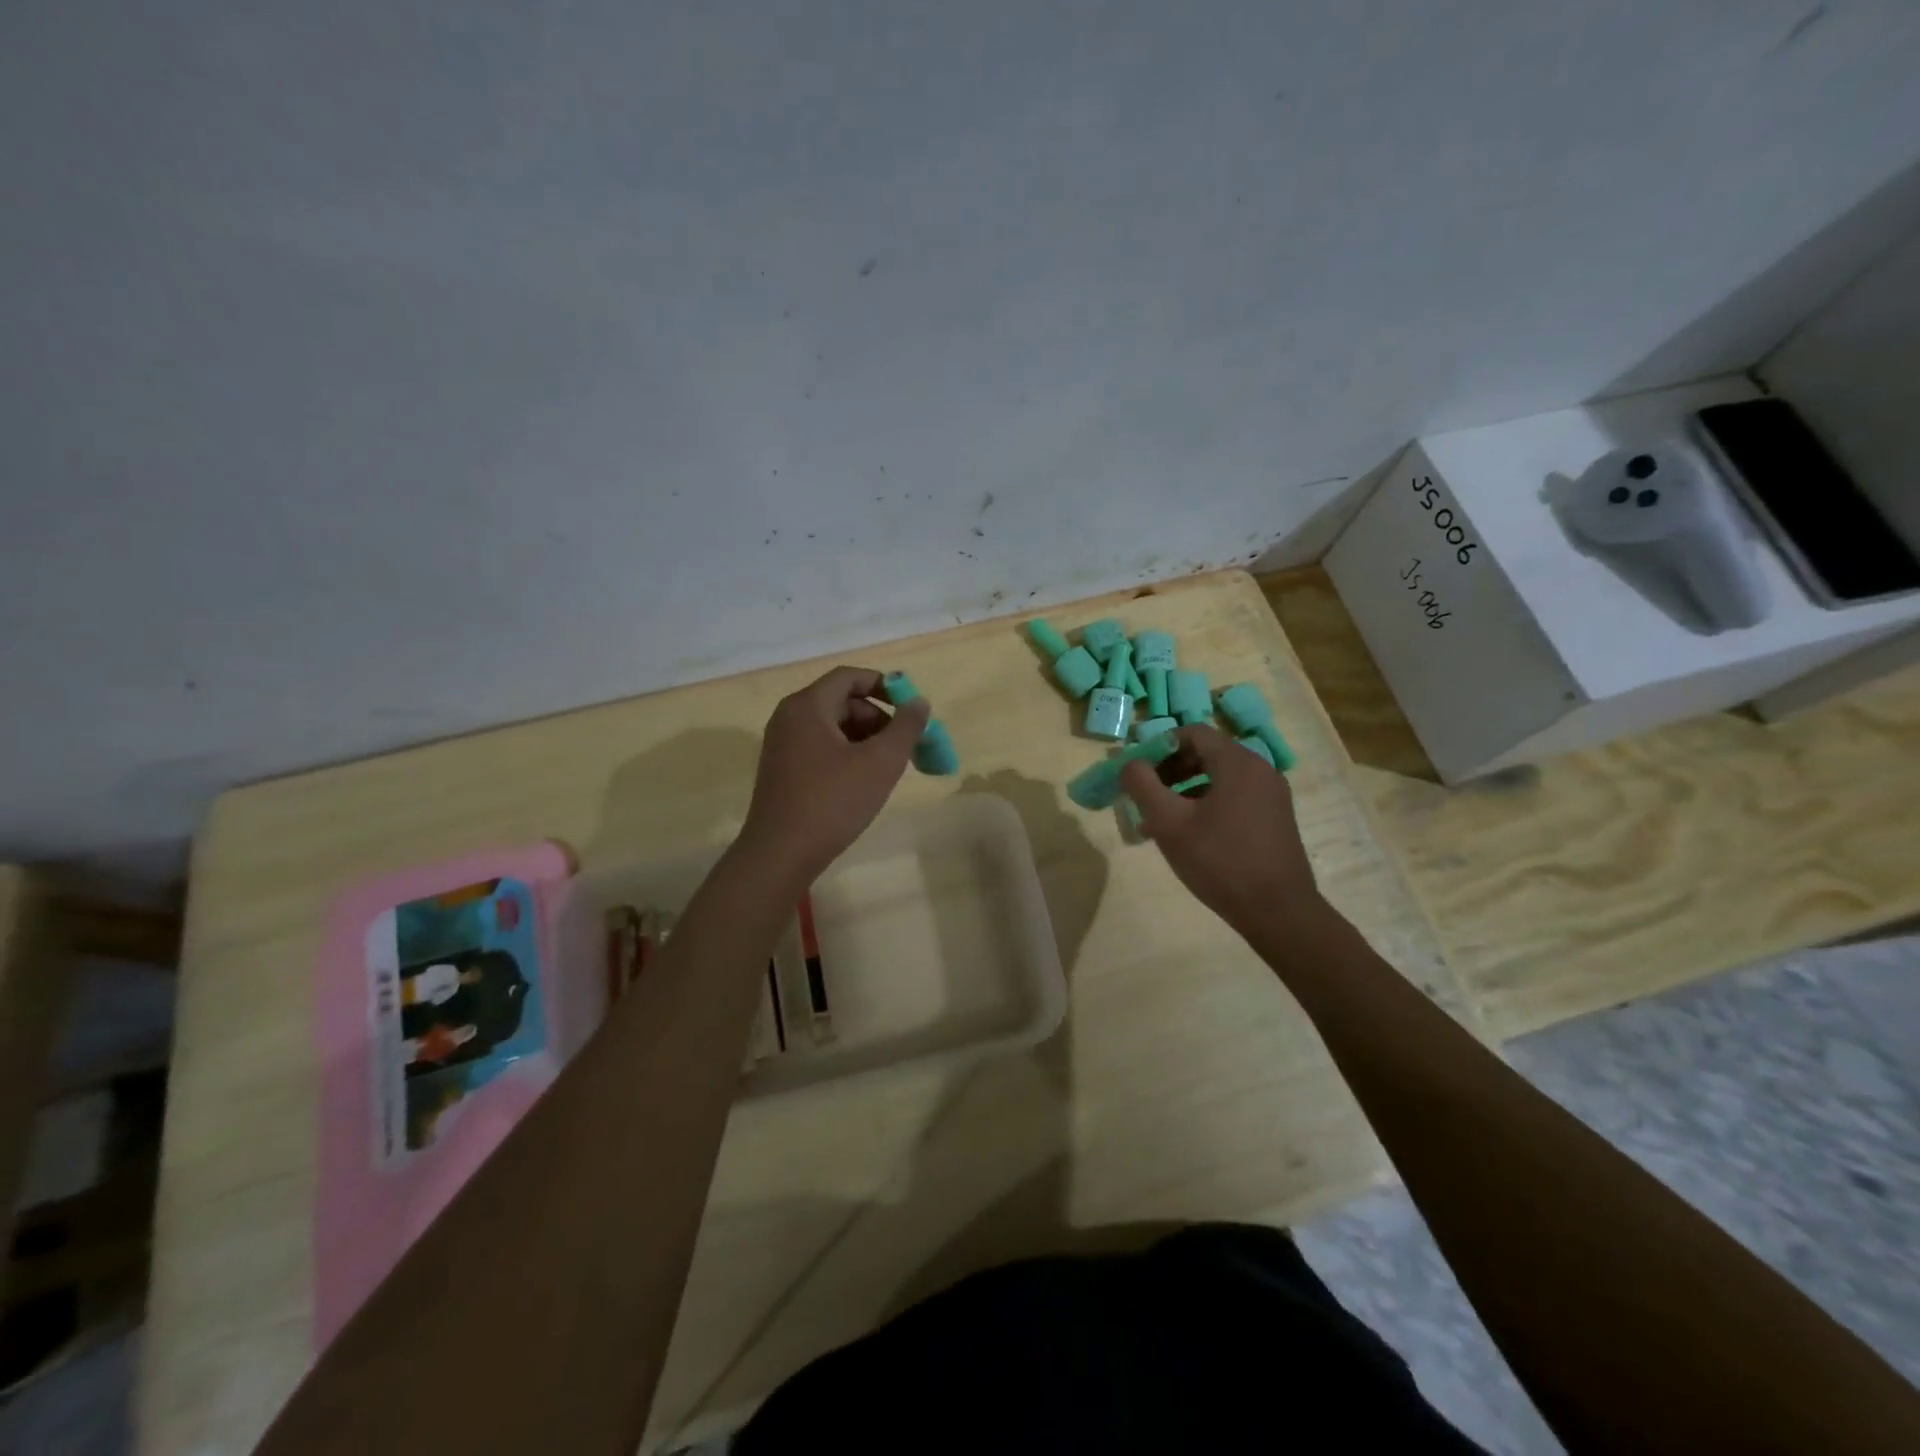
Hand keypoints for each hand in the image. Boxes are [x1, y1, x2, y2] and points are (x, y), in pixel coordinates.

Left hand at [739, 666, 930, 883]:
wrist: (780, 854)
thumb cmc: (832, 802)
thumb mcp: (880, 763)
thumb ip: (905, 727)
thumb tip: (919, 702)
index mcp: (807, 706)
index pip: (849, 677)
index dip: (884, 685)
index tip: (910, 708)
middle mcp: (789, 718)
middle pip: (841, 701)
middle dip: (878, 718)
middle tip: (903, 746)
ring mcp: (782, 746)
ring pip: (832, 727)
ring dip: (865, 739)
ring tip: (887, 768)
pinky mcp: (782, 771)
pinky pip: (820, 748)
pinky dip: (846, 755)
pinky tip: (862, 783)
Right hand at [1118, 724, 1328, 938]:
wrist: (1278, 912)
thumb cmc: (1220, 862)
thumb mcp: (1169, 823)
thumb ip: (1143, 785)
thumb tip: (1130, 764)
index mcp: (1237, 762)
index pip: (1192, 733)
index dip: (1159, 746)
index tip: (1138, 772)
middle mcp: (1260, 769)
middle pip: (1207, 753)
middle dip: (1171, 769)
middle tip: (1146, 796)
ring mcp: (1272, 794)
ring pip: (1220, 777)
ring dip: (1186, 789)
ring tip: (1162, 820)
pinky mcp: (1276, 817)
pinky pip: (1235, 796)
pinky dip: (1208, 803)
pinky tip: (1191, 835)